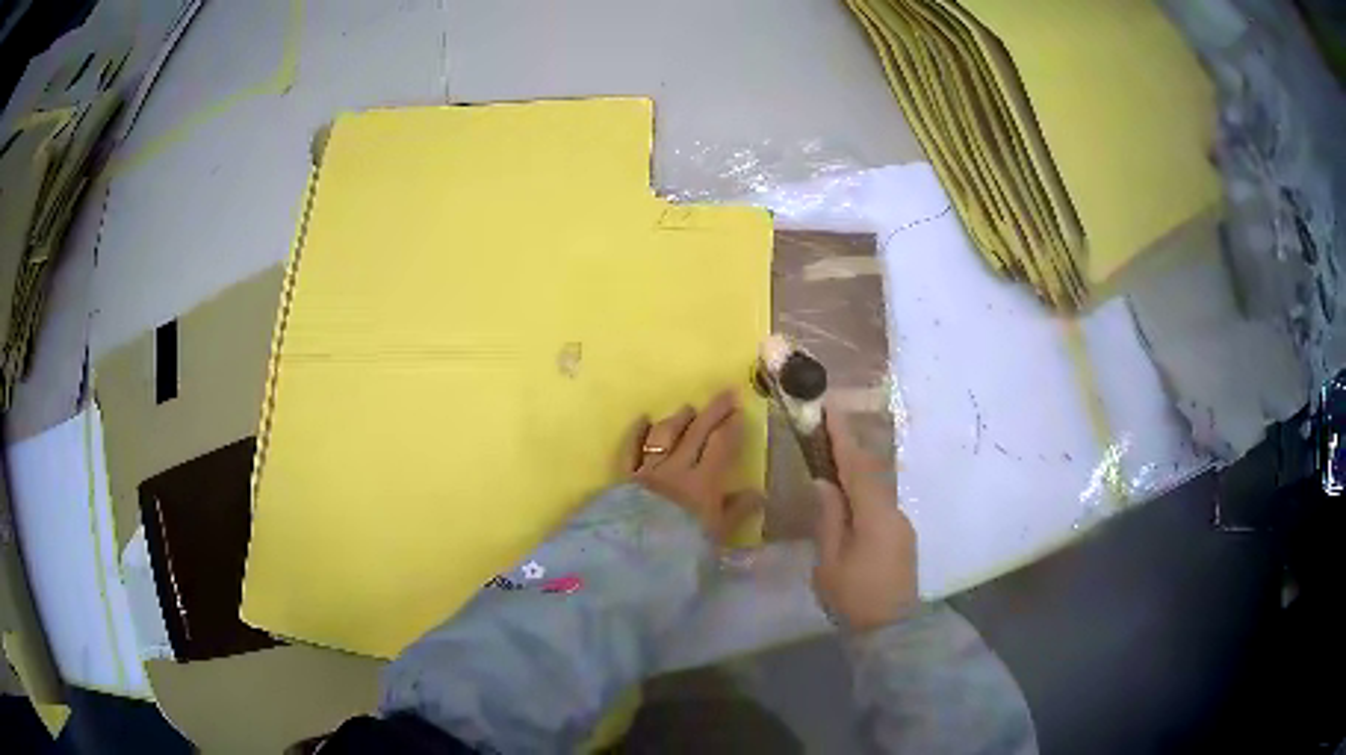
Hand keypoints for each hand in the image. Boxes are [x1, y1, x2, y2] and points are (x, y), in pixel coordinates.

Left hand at [620, 390, 761, 543]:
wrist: (637, 557)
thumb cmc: (684, 549)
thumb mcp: (717, 536)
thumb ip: (736, 512)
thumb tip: (758, 494)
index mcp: (704, 483)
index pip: (720, 446)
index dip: (731, 427)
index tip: (739, 411)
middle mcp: (676, 469)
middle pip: (696, 433)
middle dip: (712, 412)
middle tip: (725, 394)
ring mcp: (648, 471)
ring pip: (664, 436)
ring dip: (678, 420)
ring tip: (689, 408)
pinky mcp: (625, 478)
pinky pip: (630, 449)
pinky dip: (636, 433)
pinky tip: (643, 419)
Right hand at [812, 408, 917, 631]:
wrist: (892, 630)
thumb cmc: (855, 598)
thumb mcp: (830, 563)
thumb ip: (829, 520)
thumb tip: (825, 483)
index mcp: (876, 517)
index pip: (858, 468)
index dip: (843, 438)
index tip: (830, 410)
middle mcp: (894, 513)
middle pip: (871, 473)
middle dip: (850, 449)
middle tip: (827, 429)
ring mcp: (901, 525)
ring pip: (877, 489)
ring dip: (856, 471)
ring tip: (832, 459)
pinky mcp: (901, 538)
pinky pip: (880, 504)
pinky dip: (863, 492)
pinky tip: (848, 496)